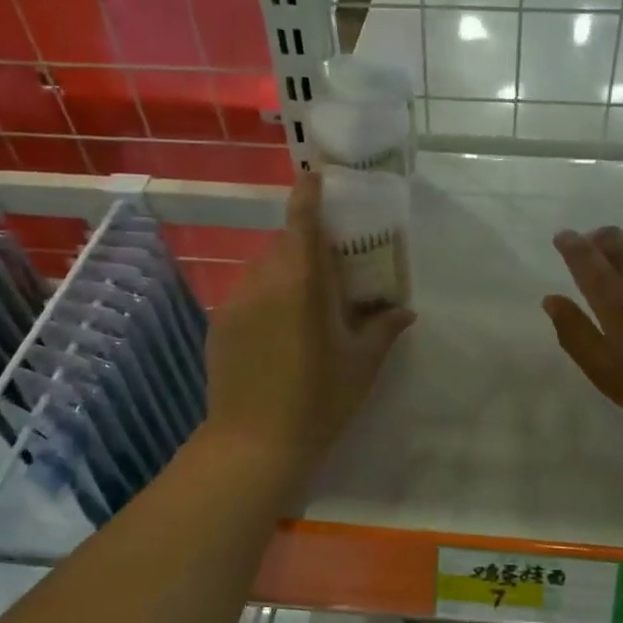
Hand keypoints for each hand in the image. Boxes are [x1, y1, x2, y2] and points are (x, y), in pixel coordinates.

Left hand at [204, 173, 414, 482]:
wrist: (254, 445)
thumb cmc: (318, 400)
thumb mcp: (361, 364)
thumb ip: (382, 329)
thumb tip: (404, 310)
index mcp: (302, 282)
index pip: (302, 221)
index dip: (308, 194)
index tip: (316, 178)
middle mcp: (263, 281)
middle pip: (283, 244)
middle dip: (305, 245)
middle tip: (330, 267)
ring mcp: (235, 303)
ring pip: (262, 269)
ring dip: (284, 272)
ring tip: (306, 304)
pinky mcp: (218, 325)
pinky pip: (246, 294)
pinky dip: (266, 297)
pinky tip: (280, 333)